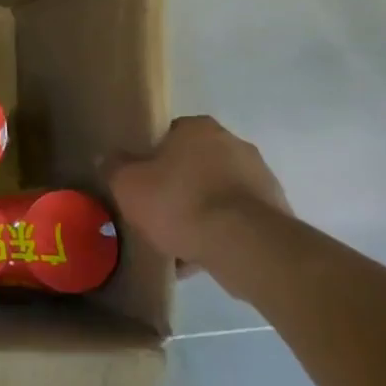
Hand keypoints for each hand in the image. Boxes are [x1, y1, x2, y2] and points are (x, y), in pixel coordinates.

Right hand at [105, 116, 289, 281]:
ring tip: (176, 242)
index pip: (169, 134)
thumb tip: (108, 157)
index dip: (151, 157)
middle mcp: (235, 144)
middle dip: (177, 186)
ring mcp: (261, 178)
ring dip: (199, 213)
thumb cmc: (179, 202)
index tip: (141, 181)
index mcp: (199, 128)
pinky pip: (236, 220)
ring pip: (216, 194)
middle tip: (155, 211)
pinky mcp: (277, 213)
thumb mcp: (128, 184)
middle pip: (195, 164)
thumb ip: (114, 167)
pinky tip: (199, 257)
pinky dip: (219, 234)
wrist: (244, 245)